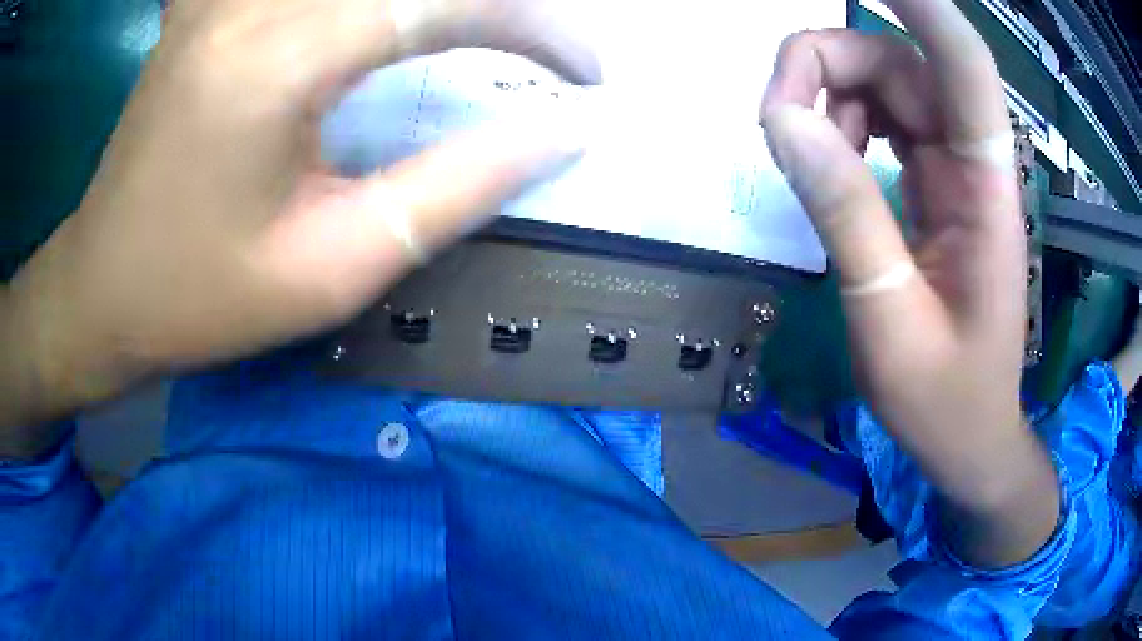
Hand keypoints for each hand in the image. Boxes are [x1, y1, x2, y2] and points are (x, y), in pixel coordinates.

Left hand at [0, 0, 592, 445]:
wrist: (103, 289)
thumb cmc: (200, 298)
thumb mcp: (332, 268)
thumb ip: (454, 189)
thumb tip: (558, 134)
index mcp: (277, 60)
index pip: (444, 0)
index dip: (536, 24)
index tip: (586, 71)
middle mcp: (250, 0)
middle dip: (500, 2)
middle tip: (543, 42)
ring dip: (436, 0)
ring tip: (482, 28)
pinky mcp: (210, 1)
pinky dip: (362, 2)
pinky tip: (373, 22)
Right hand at [762, 0, 1057, 566]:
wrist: (970, 437)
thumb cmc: (945, 400)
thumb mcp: (888, 317)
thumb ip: (846, 213)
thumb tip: (784, 120)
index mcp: (984, 188)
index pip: (962, 62)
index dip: (920, 3)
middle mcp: (973, 161)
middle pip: (902, 62)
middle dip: (830, 64)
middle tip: (775, 115)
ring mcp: (954, 170)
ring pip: (887, 86)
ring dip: (832, 99)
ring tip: (801, 155)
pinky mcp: (936, 185)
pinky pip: (884, 122)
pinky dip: (844, 128)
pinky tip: (827, 167)